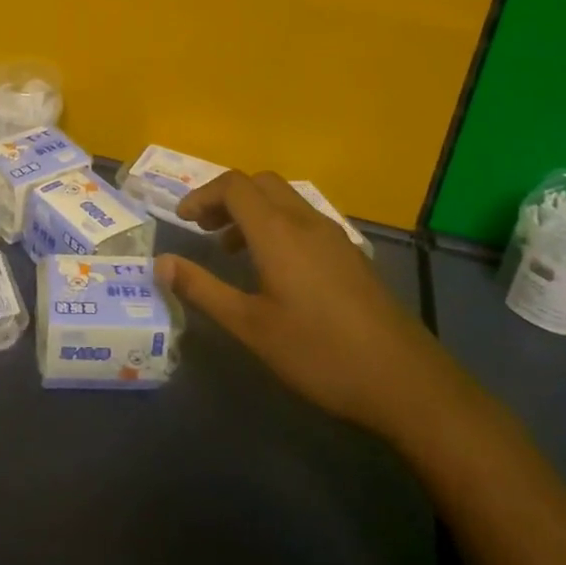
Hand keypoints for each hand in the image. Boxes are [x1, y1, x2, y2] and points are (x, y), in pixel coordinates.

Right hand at [157, 171, 458, 441]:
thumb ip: (202, 289)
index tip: (182, 221)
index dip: (201, 195)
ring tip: (231, 249)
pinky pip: (304, 220)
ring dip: (252, 211)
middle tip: (203, 228)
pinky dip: (277, 226)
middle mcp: (306, 221)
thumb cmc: (318, 352)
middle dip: (226, 197)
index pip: (234, 185)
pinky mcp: (350, 255)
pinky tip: (274, 269)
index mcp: (278, 232)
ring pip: (285, 200)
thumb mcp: (250, 326)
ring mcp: (334, 237)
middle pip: (260, 183)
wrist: (405, 381)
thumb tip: (160, 263)